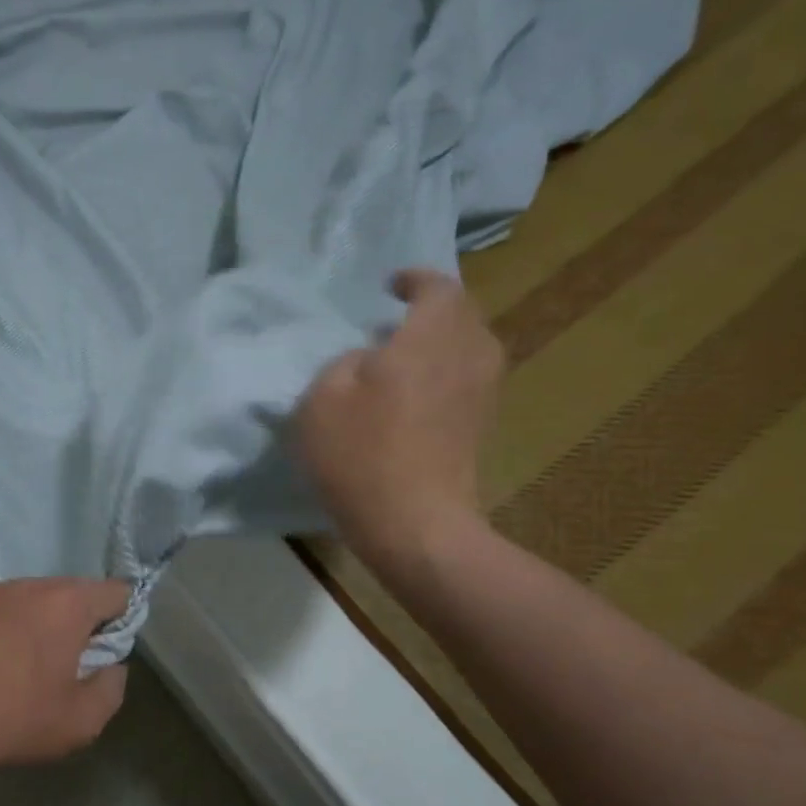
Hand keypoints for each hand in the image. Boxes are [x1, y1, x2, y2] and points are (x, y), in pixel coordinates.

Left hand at [0, 578, 130, 783]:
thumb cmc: (17, 718)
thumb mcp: (83, 720)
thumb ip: (112, 687)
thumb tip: (111, 666)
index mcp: (67, 603)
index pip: (115, 592)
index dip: (122, 619)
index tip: (108, 652)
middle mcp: (30, 584)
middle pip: (72, 592)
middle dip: (79, 622)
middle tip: (69, 665)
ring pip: (32, 599)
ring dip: (40, 623)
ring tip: (26, 667)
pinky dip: (6, 629)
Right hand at [295, 268, 503, 565]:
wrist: (415, 524)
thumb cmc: (361, 455)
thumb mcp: (323, 398)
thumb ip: (345, 362)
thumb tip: (371, 358)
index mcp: (431, 337)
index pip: (438, 288)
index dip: (415, 280)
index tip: (391, 285)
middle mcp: (469, 355)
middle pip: (462, 314)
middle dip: (432, 310)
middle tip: (395, 320)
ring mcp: (482, 392)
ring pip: (468, 347)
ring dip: (440, 342)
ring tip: (403, 355)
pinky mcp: (481, 425)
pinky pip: (467, 377)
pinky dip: (444, 371)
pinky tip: (413, 393)